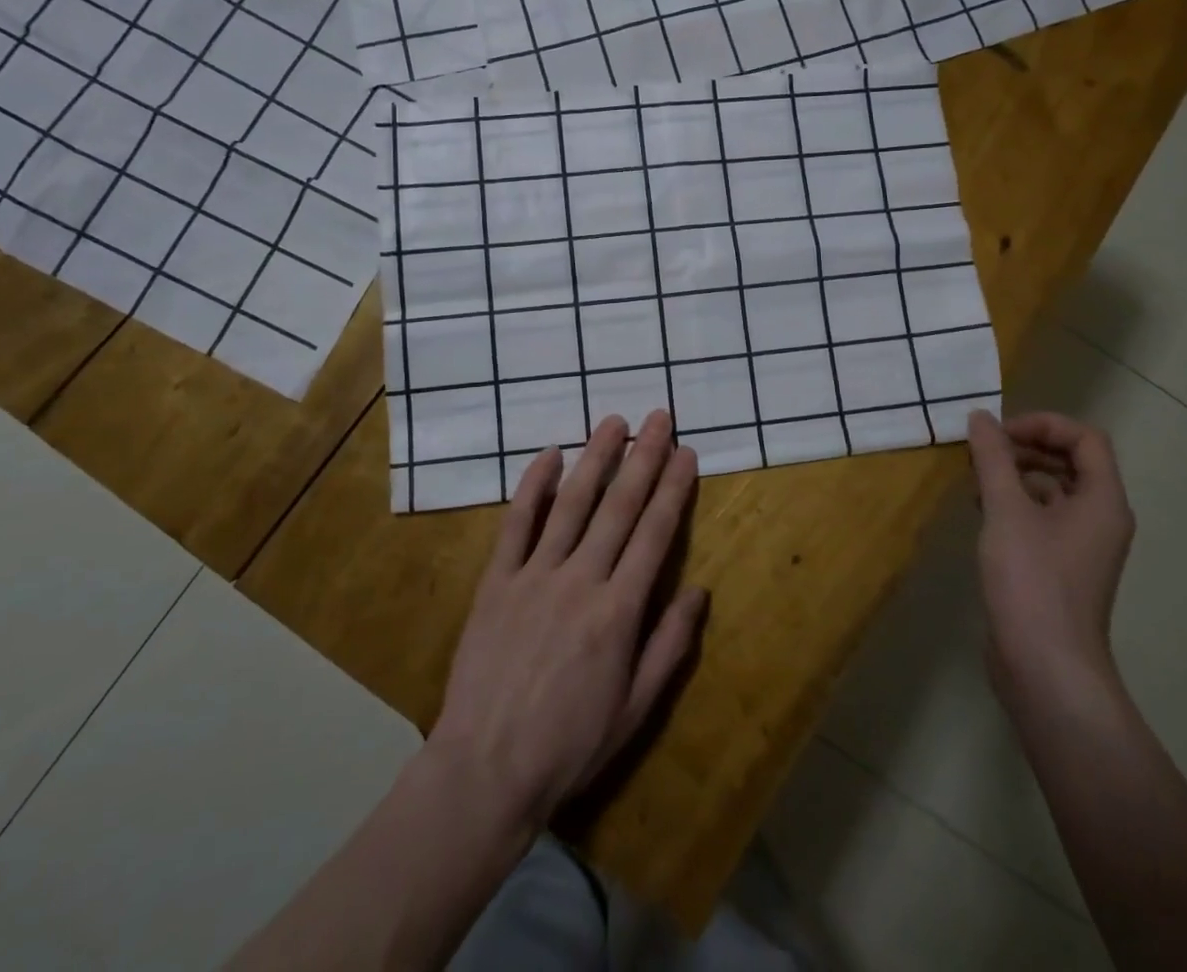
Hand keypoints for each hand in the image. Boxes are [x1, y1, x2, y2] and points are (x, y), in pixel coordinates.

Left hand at [426, 411, 708, 837]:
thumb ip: (669, 645)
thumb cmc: (570, 745)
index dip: (673, 489)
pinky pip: (517, 523)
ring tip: (614, 422)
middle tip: (660, 419)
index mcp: (619, 611)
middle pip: (619, 506)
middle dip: (643, 458)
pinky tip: (548, 454)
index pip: (654, 534)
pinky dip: (533, 486)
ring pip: (572, 503)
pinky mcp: (497, 580)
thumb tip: (699, 589)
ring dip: (595, 458)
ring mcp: (535, 574)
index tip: (686, 452)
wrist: (487, 768)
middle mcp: (581, 579)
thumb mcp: (636, 708)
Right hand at [967, 409, 1134, 704]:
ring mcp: (1081, 546)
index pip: (1085, 438)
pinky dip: (1014, 504)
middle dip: (1025, 448)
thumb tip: (980, 417)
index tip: (998, 434)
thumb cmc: (1031, 580)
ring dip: (1015, 475)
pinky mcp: (1060, 567)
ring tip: (974, 480)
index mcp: (1103, 501)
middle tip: (981, 453)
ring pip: (1052, 490)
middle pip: (1070, 461)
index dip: (1043, 425)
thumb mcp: (1006, 510)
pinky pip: (1041, 518)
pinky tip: (981, 512)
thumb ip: (993, 459)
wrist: (1045, 666)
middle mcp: (1100, 519)